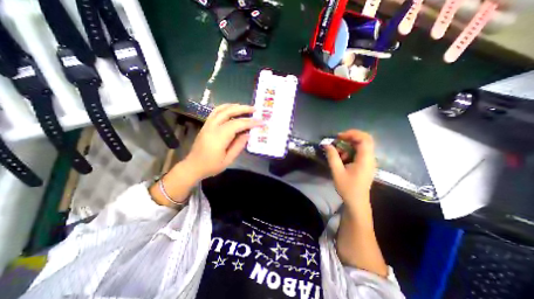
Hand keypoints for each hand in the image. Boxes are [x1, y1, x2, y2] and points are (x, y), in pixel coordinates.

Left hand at [184, 104, 262, 180]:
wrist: (193, 166)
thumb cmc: (211, 166)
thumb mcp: (228, 160)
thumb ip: (238, 146)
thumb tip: (248, 134)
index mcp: (219, 137)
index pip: (237, 124)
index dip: (250, 122)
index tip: (261, 122)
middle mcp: (212, 127)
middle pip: (229, 112)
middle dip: (243, 109)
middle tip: (255, 109)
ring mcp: (208, 124)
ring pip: (221, 109)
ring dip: (234, 106)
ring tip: (245, 107)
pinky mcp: (206, 125)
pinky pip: (216, 112)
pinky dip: (225, 107)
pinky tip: (232, 108)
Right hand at [324, 130, 377, 203]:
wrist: (357, 202)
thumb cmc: (347, 188)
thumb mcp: (337, 172)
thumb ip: (332, 156)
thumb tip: (326, 144)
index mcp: (365, 159)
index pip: (364, 139)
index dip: (351, 134)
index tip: (338, 137)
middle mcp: (370, 158)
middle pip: (365, 139)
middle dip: (350, 137)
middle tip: (338, 140)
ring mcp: (369, 161)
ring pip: (362, 145)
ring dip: (349, 145)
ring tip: (338, 152)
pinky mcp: (366, 164)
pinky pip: (360, 151)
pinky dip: (350, 150)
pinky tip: (342, 158)